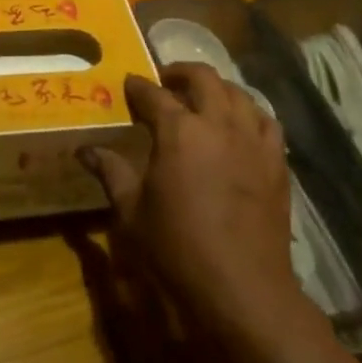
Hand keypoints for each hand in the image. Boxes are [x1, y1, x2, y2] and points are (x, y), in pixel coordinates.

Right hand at [83, 63, 307, 337]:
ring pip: (237, 93)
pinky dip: (249, 113)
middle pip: (202, 78)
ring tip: (203, 99)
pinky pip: (266, 121)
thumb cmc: (179, 251)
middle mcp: (218, 123)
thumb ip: (111, 173)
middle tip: (165, 82)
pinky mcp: (276, 161)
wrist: (243, 290)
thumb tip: (85, 150)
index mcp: (179, 131)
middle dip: (180, 73)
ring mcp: (251, 139)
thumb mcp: (133, 213)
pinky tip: (240, 126)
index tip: (128, 84)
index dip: (138, 87)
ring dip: (216, 89)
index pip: (153, 95)